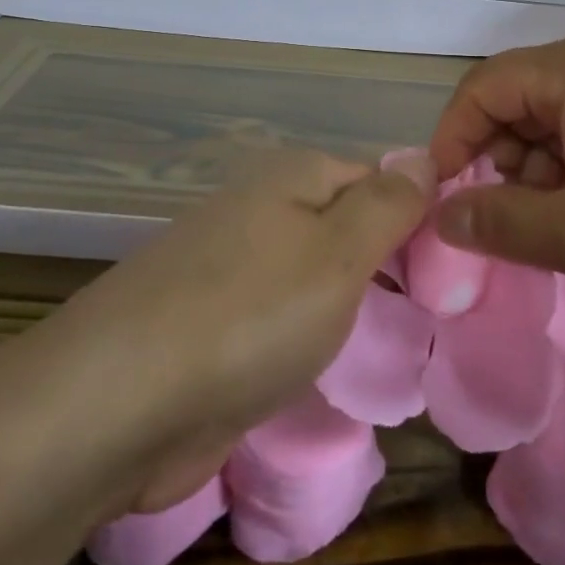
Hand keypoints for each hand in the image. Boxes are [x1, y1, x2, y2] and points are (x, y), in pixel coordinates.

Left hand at [63, 148, 434, 481]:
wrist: (114, 408)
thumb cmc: (249, 315)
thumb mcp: (340, 251)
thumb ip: (389, 203)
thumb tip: (424, 156)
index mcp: (292, 178)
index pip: (377, 178)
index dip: (416, 216)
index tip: (449, 269)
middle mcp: (259, 211)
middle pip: (344, 225)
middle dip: (383, 266)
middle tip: (429, 314)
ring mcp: (229, 270)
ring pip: (312, 276)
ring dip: (346, 307)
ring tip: (392, 345)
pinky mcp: (208, 327)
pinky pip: (279, 321)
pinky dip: (305, 341)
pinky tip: (324, 369)